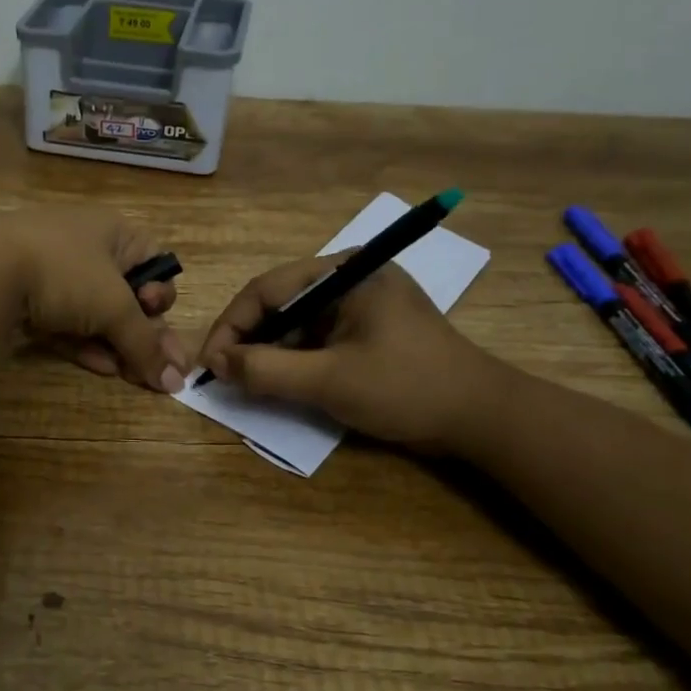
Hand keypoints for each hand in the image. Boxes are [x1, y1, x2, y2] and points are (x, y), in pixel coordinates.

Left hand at [0, 208, 188, 392]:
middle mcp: (83, 244)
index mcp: (112, 231)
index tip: (155, 315)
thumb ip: (146, 344)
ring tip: (130, 376)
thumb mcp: (113, 308)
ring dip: (114, 343)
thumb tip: (178, 381)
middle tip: (153, 368)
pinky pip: (62, 320)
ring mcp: (49, 268)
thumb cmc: (64, 273)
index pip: (153, 262)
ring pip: (91, 311)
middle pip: (124, 292)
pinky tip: (99, 368)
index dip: (161, 293)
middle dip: (140, 331)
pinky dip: (82, 343)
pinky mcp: (23, 295)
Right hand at [198, 255, 506, 451]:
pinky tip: (278, 382)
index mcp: (345, 272)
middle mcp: (350, 279)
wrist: (482, 418)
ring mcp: (360, 305)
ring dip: (268, 352)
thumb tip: (215, 363)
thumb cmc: (406, 388)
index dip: (230, 325)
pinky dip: (293, 360)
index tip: (208, 363)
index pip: (267, 289)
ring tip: (245, 382)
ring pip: (295, 324)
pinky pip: (316, 339)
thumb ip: (266, 371)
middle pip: (279, 303)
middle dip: (247, 339)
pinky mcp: (367, 331)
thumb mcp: (329, 381)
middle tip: (222, 375)